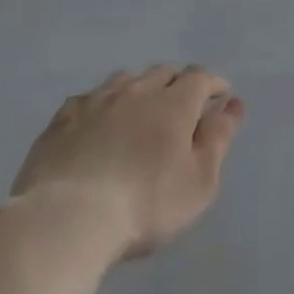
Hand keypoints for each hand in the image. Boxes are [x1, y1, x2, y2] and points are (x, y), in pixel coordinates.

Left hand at [10, 65, 244, 264]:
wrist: (65, 220)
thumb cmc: (145, 205)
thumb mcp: (199, 181)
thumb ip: (219, 139)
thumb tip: (232, 105)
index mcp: (175, 102)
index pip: (201, 77)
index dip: (213, 84)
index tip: (219, 98)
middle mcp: (137, 90)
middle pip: (164, 72)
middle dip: (178, 84)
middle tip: (181, 108)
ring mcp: (96, 101)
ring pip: (126, 79)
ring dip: (140, 89)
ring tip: (140, 111)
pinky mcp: (61, 120)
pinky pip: (89, 99)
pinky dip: (102, 105)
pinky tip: (98, 124)